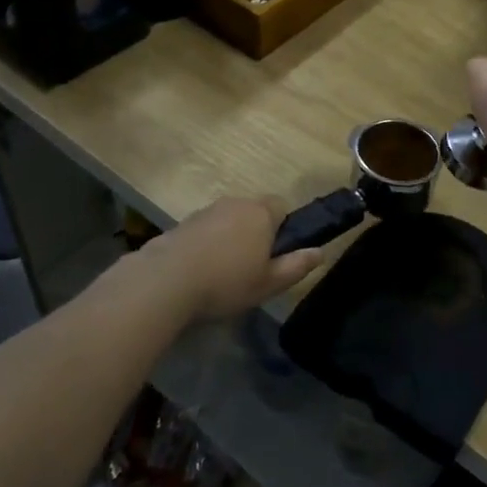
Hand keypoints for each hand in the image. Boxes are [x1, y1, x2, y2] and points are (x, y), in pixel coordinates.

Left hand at [148, 196, 324, 320]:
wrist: (165, 281)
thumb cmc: (226, 281)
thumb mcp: (269, 283)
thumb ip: (296, 266)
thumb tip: (320, 252)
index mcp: (261, 213)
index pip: (281, 206)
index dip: (282, 228)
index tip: (275, 254)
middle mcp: (235, 203)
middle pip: (253, 211)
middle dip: (255, 232)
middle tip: (251, 267)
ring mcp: (206, 211)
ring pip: (227, 220)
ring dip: (229, 238)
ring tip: (222, 272)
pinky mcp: (182, 223)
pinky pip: (205, 230)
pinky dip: (206, 244)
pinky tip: (198, 272)